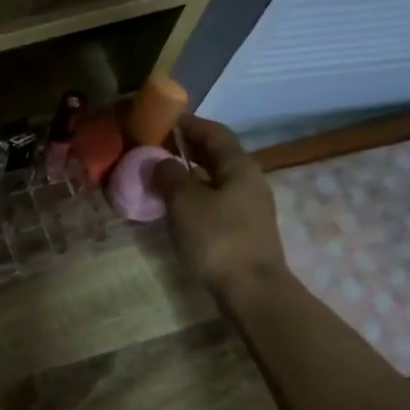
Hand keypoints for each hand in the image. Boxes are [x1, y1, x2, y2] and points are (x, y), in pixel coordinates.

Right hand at [152, 117, 286, 298]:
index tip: (164, 120)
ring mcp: (249, 206)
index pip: (214, 133)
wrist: (251, 289)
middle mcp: (249, 180)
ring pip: (216, 179)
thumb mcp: (185, 203)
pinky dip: (196, 195)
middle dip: (188, 148)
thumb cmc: (217, 239)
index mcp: (239, 166)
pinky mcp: (243, 229)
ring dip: (190, 173)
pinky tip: (177, 206)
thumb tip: (158, 161)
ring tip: (161, 176)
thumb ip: (169, 176)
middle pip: (217, 155)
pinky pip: (216, 200)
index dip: (189, 124)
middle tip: (157, 147)